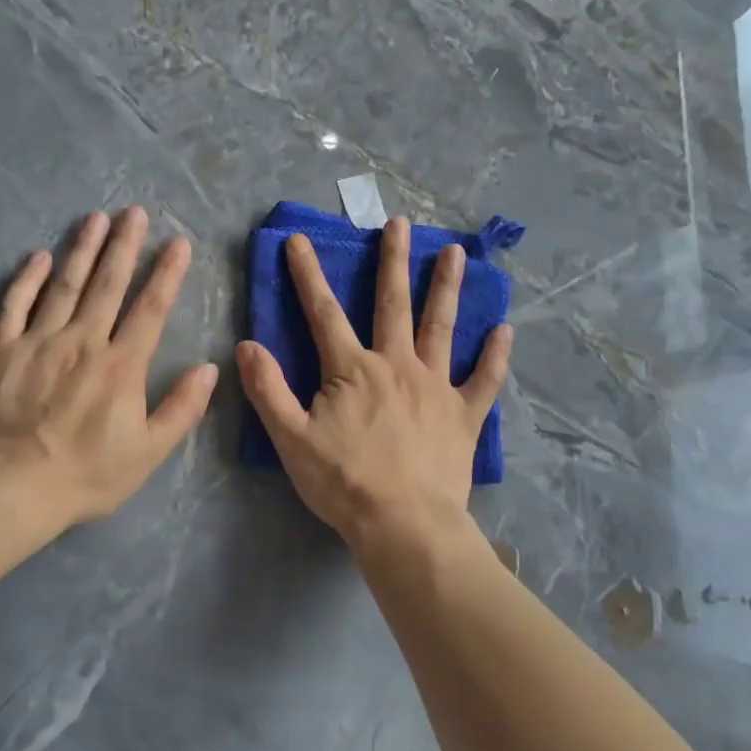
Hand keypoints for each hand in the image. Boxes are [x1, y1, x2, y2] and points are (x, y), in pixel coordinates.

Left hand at [0, 208, 217, 527]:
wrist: (9, 488)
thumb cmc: (85, 475)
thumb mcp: (148, 453)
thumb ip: (182, 409)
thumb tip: (209, 369)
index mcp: (121, 365)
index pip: (150, 309)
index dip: (167, 274)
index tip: (179, 243)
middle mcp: (83, 341)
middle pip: (108, 284)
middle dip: (125, 245)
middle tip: (135, 211)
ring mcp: (39, 341)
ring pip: (65, 284)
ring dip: (83, 249)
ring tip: (96, 218)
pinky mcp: (1, 350)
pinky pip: (15, 305)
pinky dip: (27, 279)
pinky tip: (38, 256)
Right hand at [235, 217, 511, 554]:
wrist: (404, 525)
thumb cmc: (343, 483)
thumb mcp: (291, 439)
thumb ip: (268, 389)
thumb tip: (246, 345)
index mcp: (352, 370)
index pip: (323, 312)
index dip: (307, 275)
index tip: (299, 240)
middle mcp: (397, 365)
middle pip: (393, 304)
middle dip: (393, 261)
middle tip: (400, 224)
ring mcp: (436, 387)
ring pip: (441, 328)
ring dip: (447, 288)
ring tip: (456, 254)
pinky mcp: (464, 415)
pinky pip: (484, 380)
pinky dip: (495, 356)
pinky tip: (504, 330)